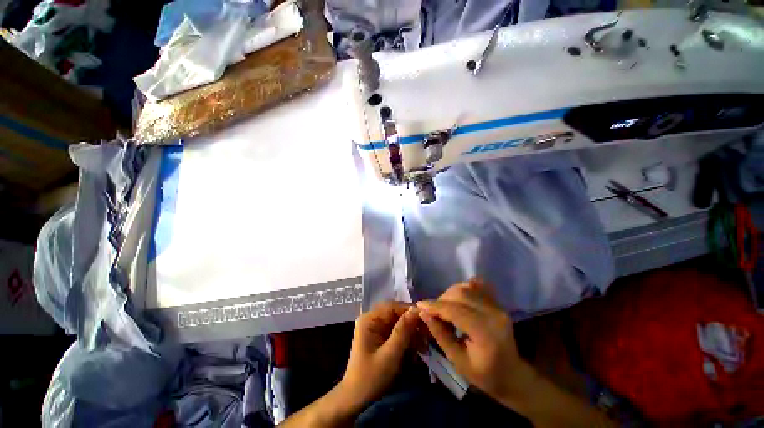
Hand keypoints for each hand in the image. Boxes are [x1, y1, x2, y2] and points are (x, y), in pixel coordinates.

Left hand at [338, 302, 419, 411]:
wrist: (357, 400)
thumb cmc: (371, 378)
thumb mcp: (390, 355)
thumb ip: (403, 331)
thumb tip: (416, 309)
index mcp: (369, 319)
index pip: (393, 306)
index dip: (410, 311)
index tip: (427, 320)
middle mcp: (372, 319)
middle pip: (396, 314)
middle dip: (411, 324)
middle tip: (426, 337)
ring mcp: (375, 328)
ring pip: (398, 323)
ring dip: (411, 334)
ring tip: (422, 348)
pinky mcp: (380, 337)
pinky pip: (396, 332)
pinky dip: (406, 340)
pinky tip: (414, 352)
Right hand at [416, 278, 532, 400]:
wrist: (513, 376)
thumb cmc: (485, 376)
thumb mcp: (458, 361)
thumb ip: (440, 335)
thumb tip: (423, 313)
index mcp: (485, 332)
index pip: (454, 310)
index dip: (434, 306)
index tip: (418, 306)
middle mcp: (493, 313)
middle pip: (460, 294)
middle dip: (441, 300)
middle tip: (432, 311)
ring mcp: (497, 306)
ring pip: (466, 288)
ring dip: (449, 294)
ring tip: (443, 308)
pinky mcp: (497, 303)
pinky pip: (477, 287)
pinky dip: (463, 289)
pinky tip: (457, 299)